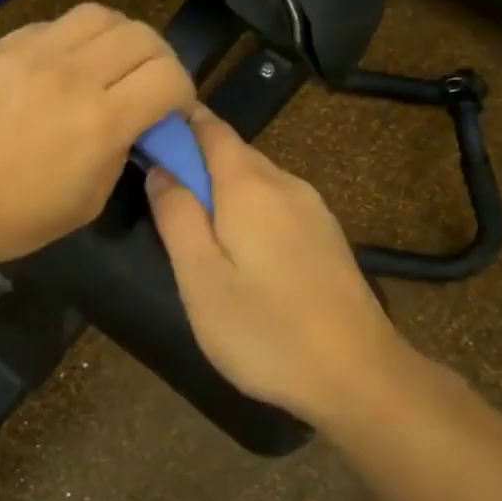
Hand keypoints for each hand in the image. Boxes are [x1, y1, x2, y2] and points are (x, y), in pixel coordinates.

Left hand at [0, 4, 195, 266]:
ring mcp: (33, 53)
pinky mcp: (0, 46)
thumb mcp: (86, 203)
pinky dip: (72, 40)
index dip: (183, 92)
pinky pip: (53, 24)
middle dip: (158, 60)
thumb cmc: (11, 218)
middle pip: (143, 35)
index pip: (170, 76)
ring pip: (100, 15)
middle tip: (145, 86)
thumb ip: (119, 155)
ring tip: (107, 65)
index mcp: (101, 121)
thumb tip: (132, 126)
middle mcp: (73, 75)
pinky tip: (59, 66)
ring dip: (118, 38)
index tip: (170, 112)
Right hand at [146, 106, 414, 431]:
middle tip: (158, 195)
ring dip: (219, 188)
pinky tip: (237, 249)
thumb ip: (177, 217)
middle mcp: (285, 184)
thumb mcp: (201, 279)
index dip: (175, 124)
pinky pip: (275, 203)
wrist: (358, 376)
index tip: (142, 137)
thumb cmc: (265, 331)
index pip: (208, 128)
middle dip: (193, 160)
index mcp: (250, 186)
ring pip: (255, 179)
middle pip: (232, 152)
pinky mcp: (326, 236)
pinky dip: (246, 209)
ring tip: (192, 227)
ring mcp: (312, 209)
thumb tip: (160, 169)